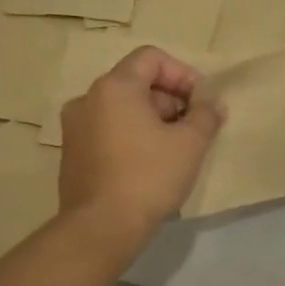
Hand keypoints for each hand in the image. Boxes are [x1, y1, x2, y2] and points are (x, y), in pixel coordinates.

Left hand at [59, 46, 223, 241]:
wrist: (101, 228)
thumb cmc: (148, 177)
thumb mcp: (190, 144)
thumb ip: (206, 115)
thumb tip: (212, 103)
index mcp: (114, 87)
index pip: (151, 58)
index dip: (183, 74)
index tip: (201, 102)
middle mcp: (87, 99)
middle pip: (136, 83)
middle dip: (170, 100)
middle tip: (193, 128)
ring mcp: (74, 128)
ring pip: (121, 110)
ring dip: (152, 121)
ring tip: (175, 150)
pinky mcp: (72, 155)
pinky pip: (107, 133)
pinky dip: (131, 138)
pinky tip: (149, 166)